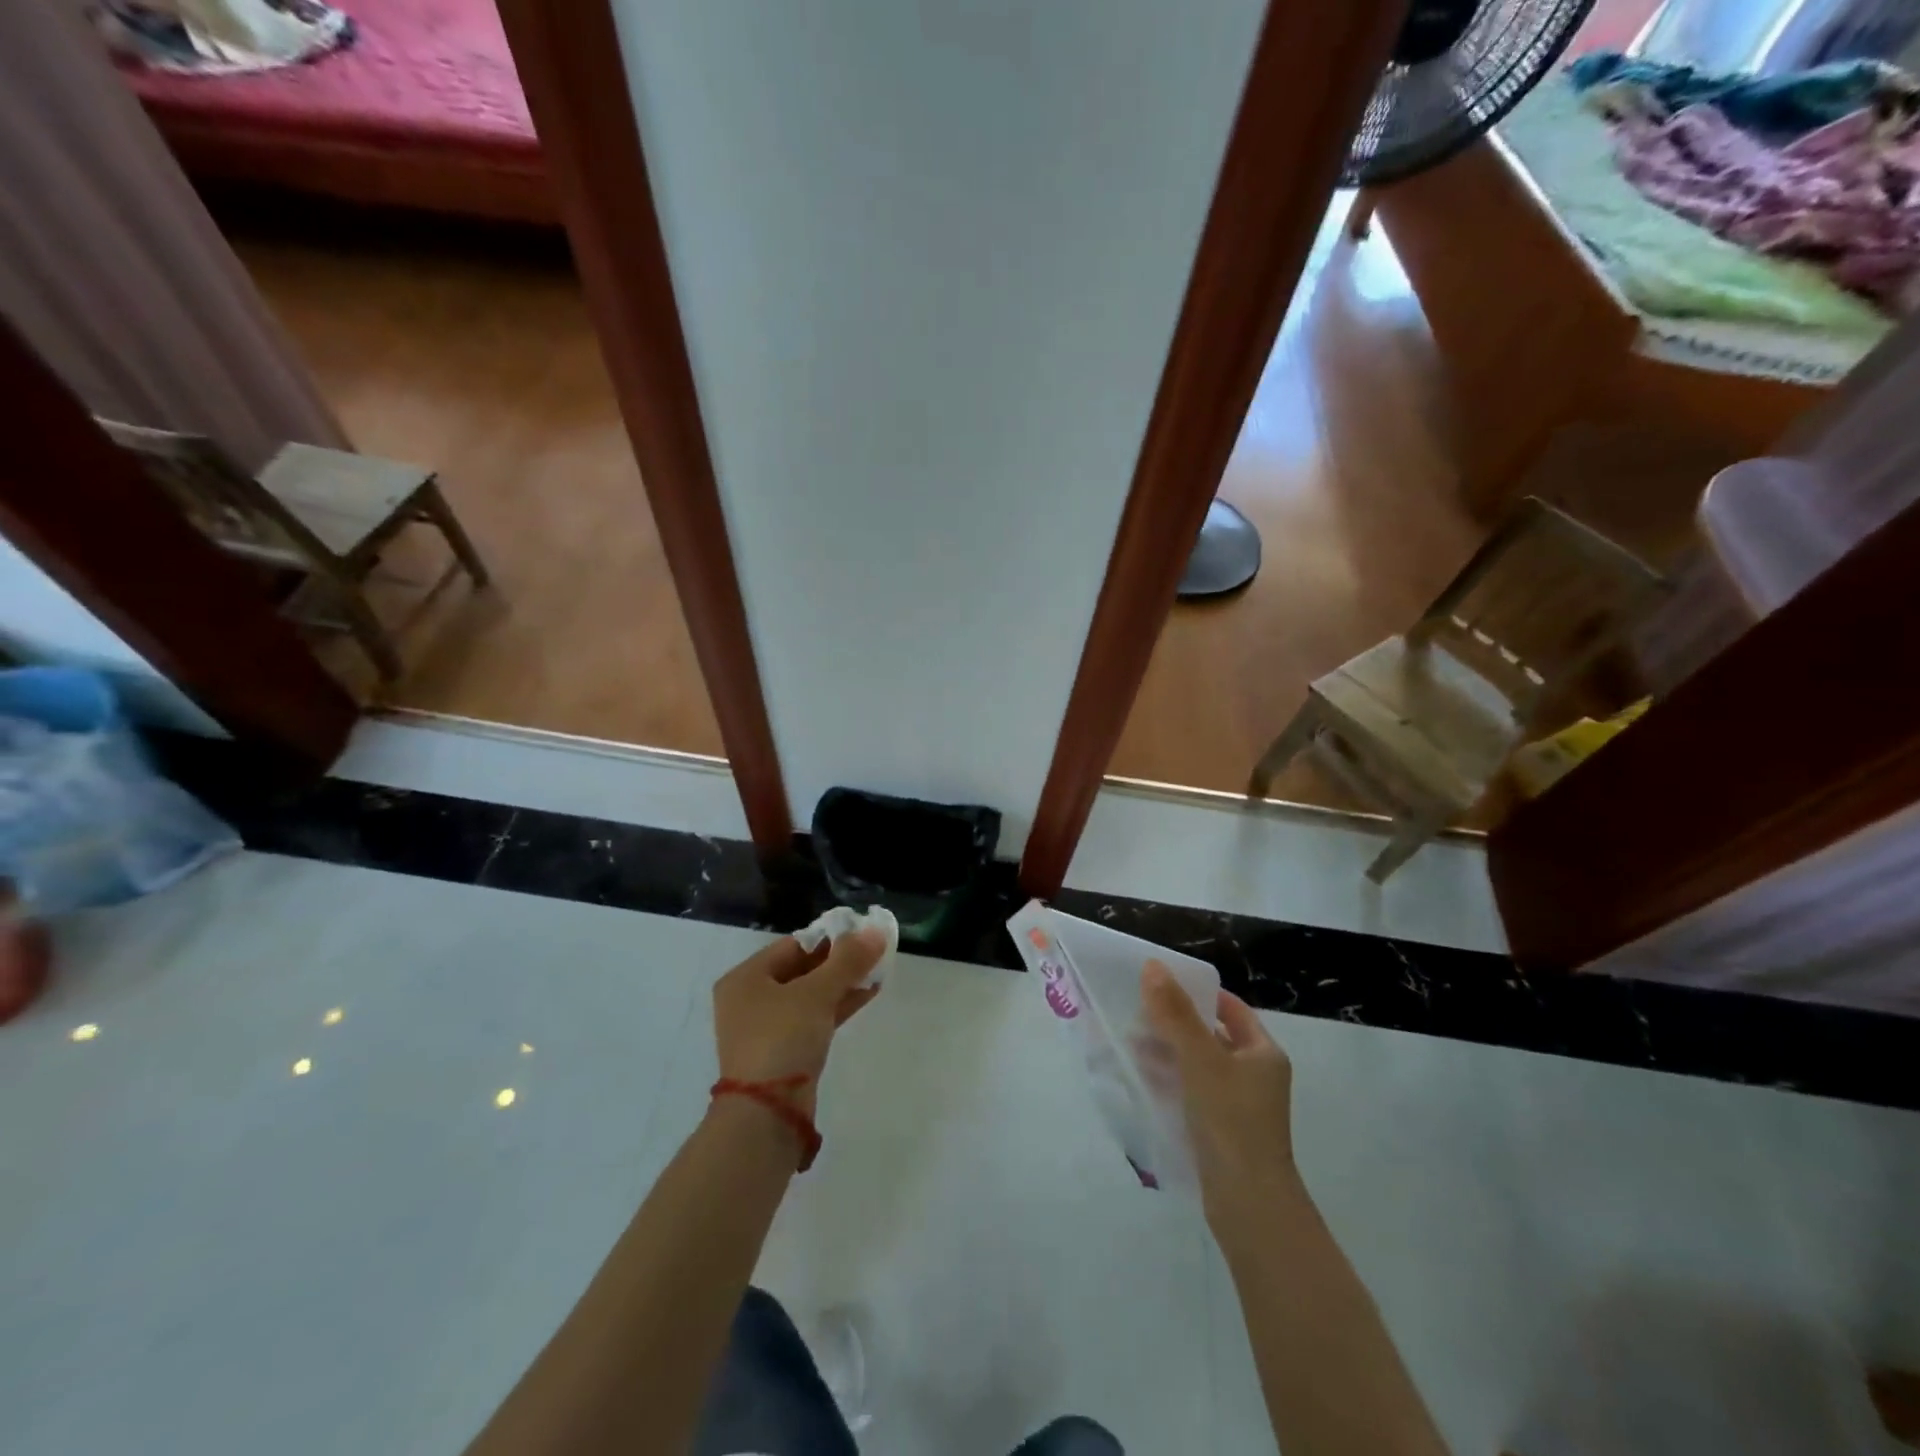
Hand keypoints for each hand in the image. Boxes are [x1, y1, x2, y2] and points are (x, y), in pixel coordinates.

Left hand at [712, 928, 885, 1115]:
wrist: (766, 1115)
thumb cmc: (782, 1039)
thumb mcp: (817, 993)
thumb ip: (847, 960)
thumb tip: (876, 931)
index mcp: (746, 978)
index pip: (793, 945)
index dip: (829, 937)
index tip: (862, 934)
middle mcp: (750, 999)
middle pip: (801, 969)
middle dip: (838, 961)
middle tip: (873, 952)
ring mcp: (766, 1028)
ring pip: (810, 995)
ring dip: (842, 983)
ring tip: (877, 970)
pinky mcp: (783, 1052)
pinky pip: (813, 1018)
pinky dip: (837, 1006)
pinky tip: (867, 994)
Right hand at [1141, 960, 1297, 1227]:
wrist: (1248, 1205)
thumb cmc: (1231, 1120)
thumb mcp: (1200, 1059)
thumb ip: (1175, 1013)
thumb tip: (1153, 966)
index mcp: (1264, 1053)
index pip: (1231, 1009)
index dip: (1199, 994)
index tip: (1163, 986)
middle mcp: (1256, 1076)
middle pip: (1212, 1036)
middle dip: (1175, 1024)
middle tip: (1138, 1014)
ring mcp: (1239, 1106)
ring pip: (1199, 1066)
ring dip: (1168, 1053)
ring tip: (1131, 1044)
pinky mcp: (1221, 1131)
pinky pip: (1193, 1094)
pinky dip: (1171, 1081)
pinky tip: (1142, 1078)